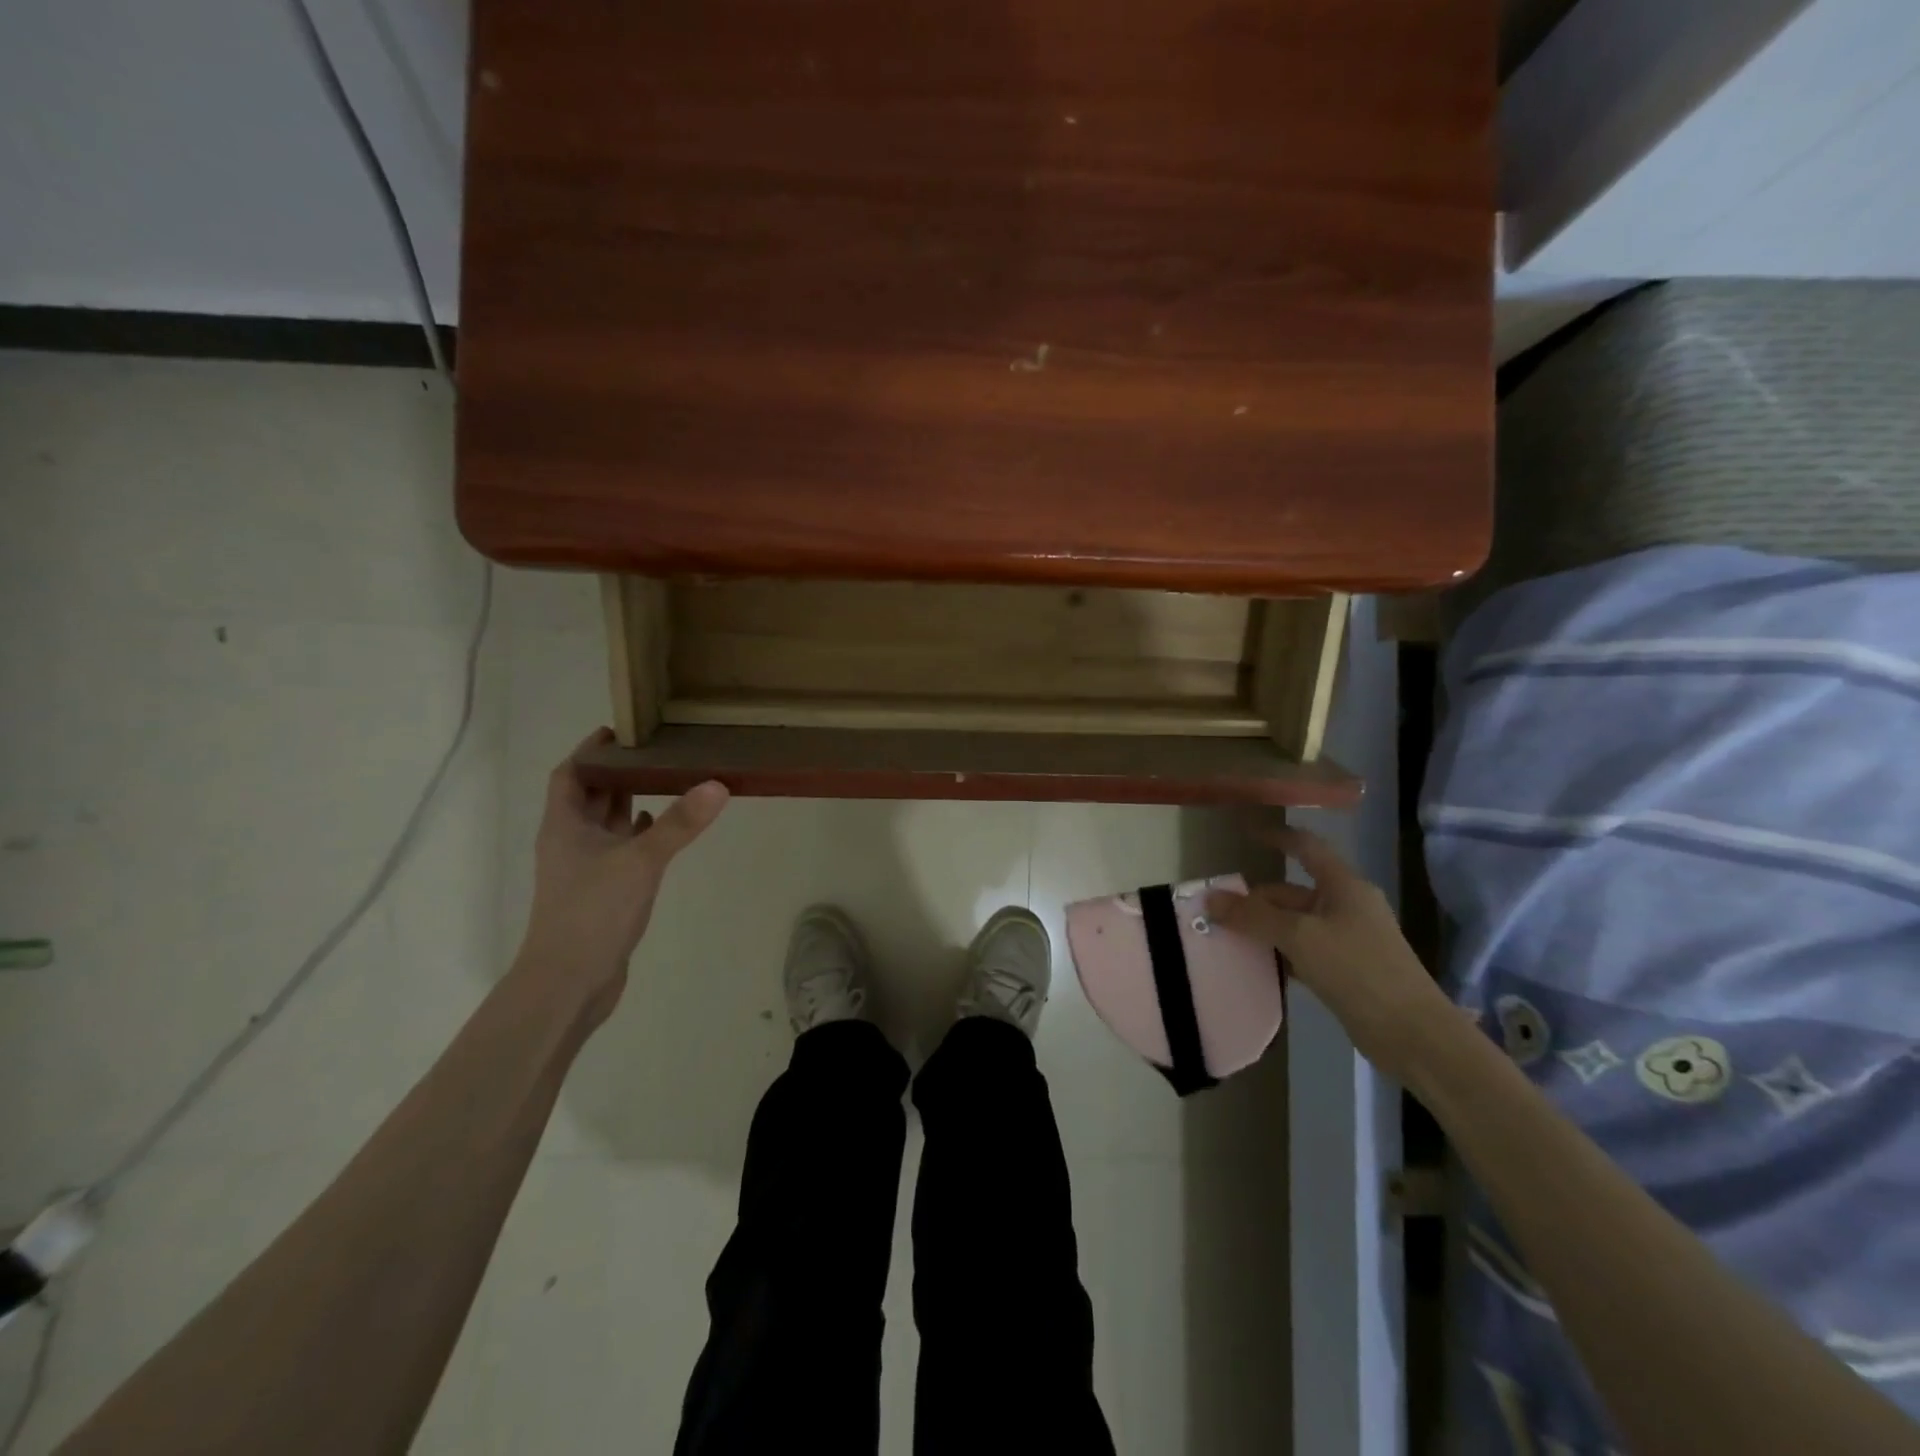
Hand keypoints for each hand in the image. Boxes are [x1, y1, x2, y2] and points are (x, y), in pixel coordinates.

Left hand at [516, 728, 729, 1025]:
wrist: (568, 983)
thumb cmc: (593, 912)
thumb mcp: (640, 861)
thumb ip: (679, 824)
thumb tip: (718, 784)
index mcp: (565, 825)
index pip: (570, 774)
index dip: (591, 750)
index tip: (622, 730)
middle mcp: (571, 841)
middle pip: (591, 795)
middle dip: (618, 772)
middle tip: (657, 748)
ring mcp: (586, 868)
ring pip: (608, 823)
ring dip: (630, 801)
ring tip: (667, 778)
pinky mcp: (603, 891)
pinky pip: (621, 850)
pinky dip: (640, 835)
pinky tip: (663, 829)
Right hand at [1206, 826, 1452, 1078]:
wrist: (1412, 1034)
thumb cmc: (1357, 969)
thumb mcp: (1299, 937)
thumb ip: (1253, 916)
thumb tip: (1210, 898)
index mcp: (1343, 886)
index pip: (1306, 847)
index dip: (1276, 837)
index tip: (1245, 834)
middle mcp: (1346, 906)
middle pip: (1292, 891)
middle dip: (1256, 899)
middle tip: (1216, 912)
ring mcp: (1348, 939)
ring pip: (1295, 923)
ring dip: (1264, 928)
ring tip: (1226, 938)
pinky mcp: (1346, 970)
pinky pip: (1303, 950)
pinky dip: (1280, 953)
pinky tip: (1256, 966)